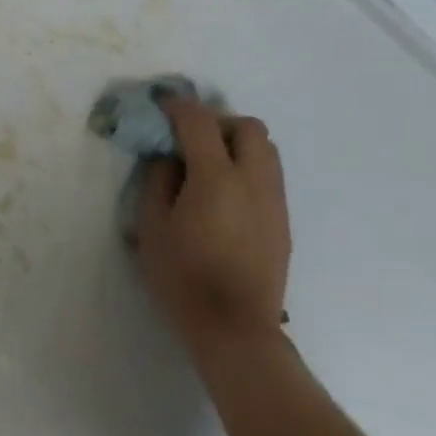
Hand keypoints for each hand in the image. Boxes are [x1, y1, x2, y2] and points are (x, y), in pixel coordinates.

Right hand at [137, 97, 291, 361]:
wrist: (234, 329)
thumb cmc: (183, 277)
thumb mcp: (152, 226)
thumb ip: (158, 181)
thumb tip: (169, 157)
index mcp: (217, 177)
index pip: (199, 122)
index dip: (178, 107)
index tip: (161, 106)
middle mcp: (253, 180)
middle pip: (247, 127)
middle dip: (218, 122)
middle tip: (190, 139)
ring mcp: (274, 201)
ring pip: (266, 150)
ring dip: (236, 144)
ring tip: (208, 165)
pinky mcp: (283, 222)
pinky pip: (269, 176)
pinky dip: (247, 168)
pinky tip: (223, 195)